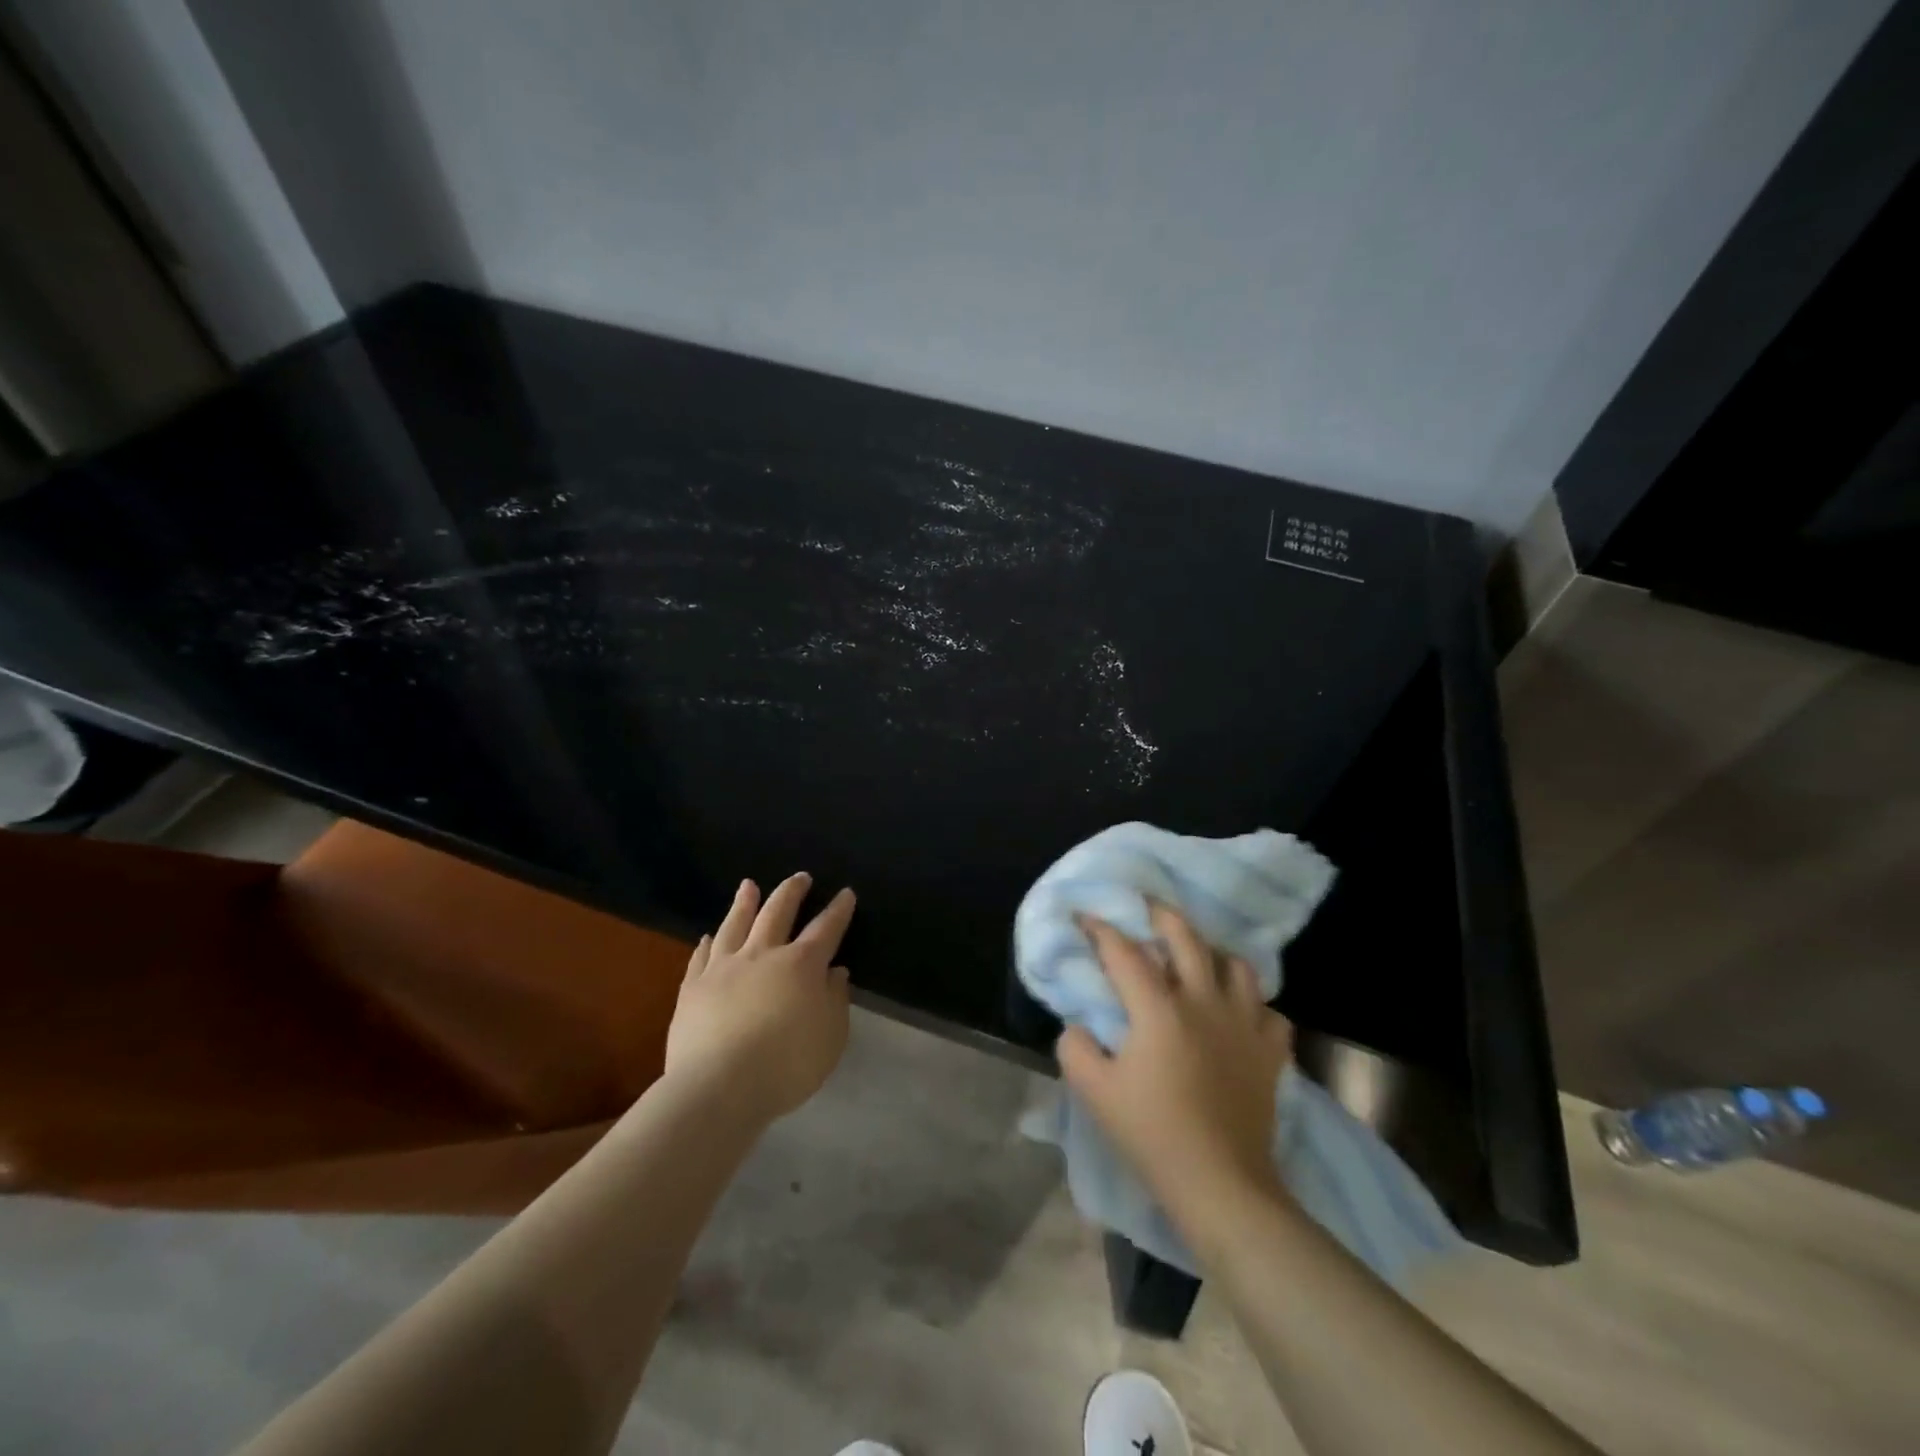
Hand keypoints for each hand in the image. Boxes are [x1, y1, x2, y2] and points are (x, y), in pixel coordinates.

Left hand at [665, 874, 855, 1123]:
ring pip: (735, 924)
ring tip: (748, 885)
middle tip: (799, 876)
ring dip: (744, 903)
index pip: (825, 928)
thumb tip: (835, 972)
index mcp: (801, 965)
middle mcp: (763, 954)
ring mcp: (724, 968)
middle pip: (778, 913)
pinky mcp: (693, 988)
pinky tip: (707, 935)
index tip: (845, 893)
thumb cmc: (786, 1065)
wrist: (718, 1087)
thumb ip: (835, 1000)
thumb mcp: (830, 1037)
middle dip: (791, 892)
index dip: (838, 910)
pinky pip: (701, 956)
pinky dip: (707, 943)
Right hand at [1057, 903, 1293, 1235]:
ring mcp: (1244, 1024)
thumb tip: (1080, 1024)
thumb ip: (1075, 1047)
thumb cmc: (1152, 1135)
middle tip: (1145, 910)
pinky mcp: (1270, 1052)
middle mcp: (1204, 1002)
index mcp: (1159, 1009)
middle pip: (1186, 937)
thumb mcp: (1094, 1092)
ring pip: (1236, 965)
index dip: (1101, 929)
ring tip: (1198, 960)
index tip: (1085, 916)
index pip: (1124, 952)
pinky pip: (1269, 1011)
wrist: (1220, 1185)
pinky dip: (1253, 1005)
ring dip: (1214, 954)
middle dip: (1160, 915)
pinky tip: (1238, 1015)